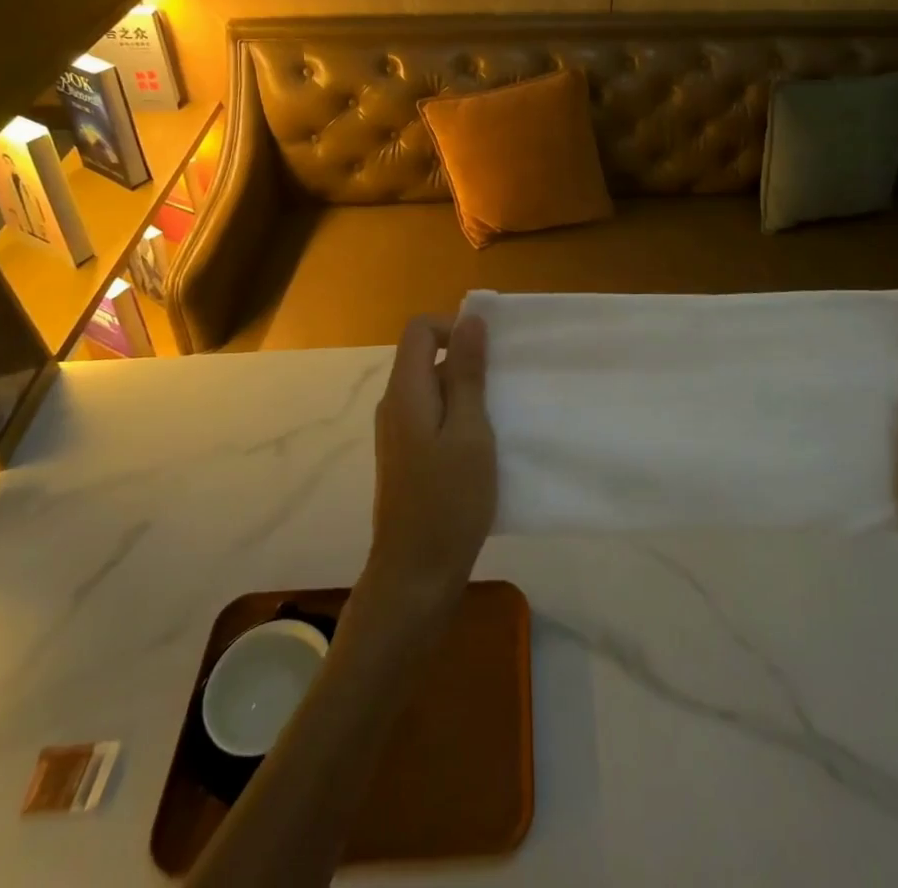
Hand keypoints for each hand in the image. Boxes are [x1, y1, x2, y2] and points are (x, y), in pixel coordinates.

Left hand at [363, 314, 495, 620]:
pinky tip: (483, 448)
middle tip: (503, 391)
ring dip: (466, 394)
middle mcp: (394, 405)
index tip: (489, 354)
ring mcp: (397, 433)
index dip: (455, 327)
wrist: (414, 576)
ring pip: (433, 389)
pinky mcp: (406, 456)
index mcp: (406, 392)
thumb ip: (467, 374)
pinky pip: (432, 417)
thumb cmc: (448, 501)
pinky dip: (458, 418)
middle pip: (427, 357)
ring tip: (499, 421)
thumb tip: (470, 320)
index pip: (420, 329)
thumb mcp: (469, 431)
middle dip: (467, 363)